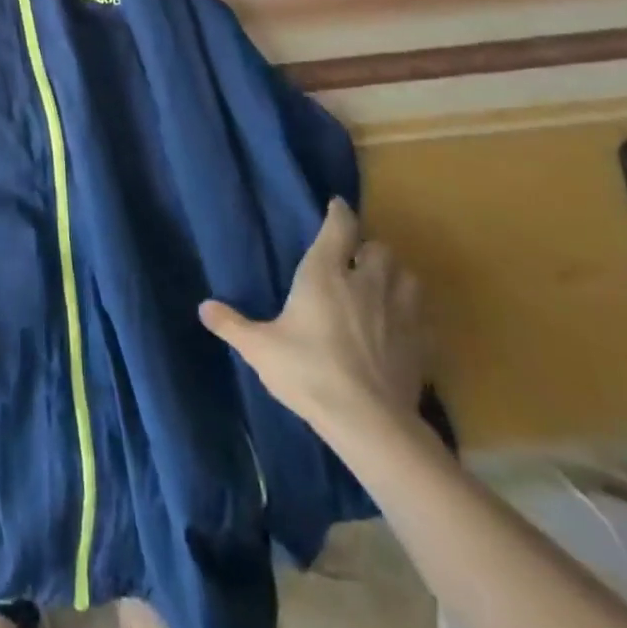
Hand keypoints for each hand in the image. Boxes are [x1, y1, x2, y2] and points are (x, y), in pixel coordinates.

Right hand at [199, 198, 426, 438]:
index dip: (339, 212)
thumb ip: (232, 325)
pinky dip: (414, 313)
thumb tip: (203, 307)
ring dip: (396, 276)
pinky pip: (422, 315)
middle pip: (380, 248)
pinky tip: (402, 325)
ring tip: (382, 286)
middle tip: (356, 259)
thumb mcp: (260, 348)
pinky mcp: (420, 343)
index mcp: (325, 273)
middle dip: (369, 249)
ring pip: (407, 276)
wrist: (370, 422)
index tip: (336, 205)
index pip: (339, 227)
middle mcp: (365, 281)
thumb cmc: (309, 372)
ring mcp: (398, 311)